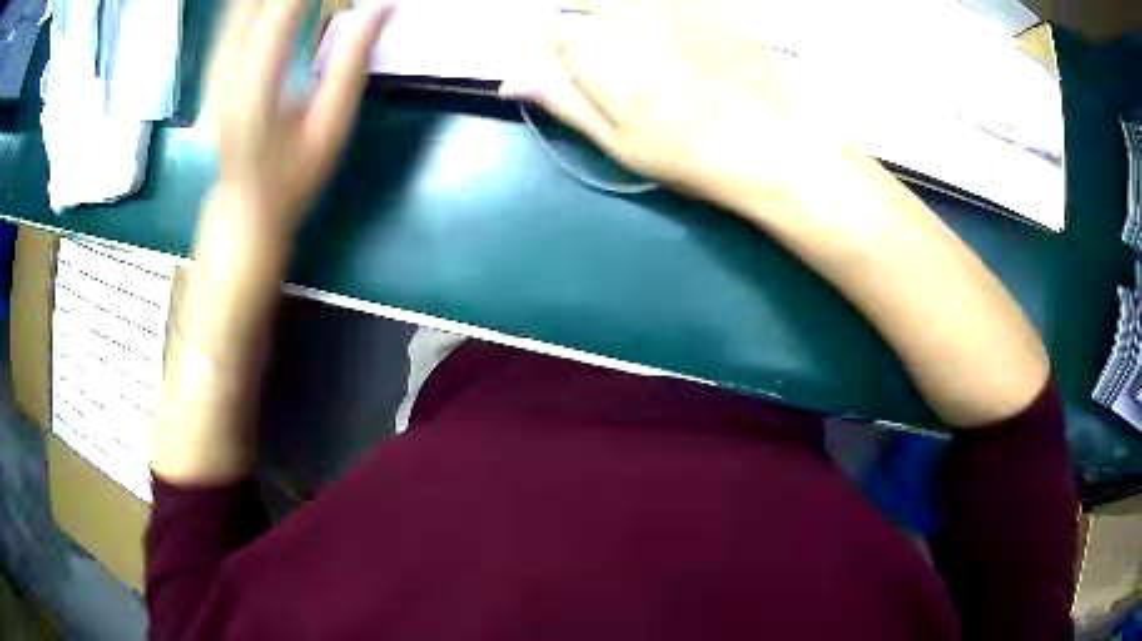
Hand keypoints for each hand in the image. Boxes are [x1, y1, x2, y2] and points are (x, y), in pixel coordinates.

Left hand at [204, 0, 392, 240]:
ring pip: (238, 6)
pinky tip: (278, 6)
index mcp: (256, 87)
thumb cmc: (291, 178)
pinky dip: (256, 4)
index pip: (284, 9)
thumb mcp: (330, 129)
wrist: (242, 211)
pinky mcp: (214, 68)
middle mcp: (227, 70)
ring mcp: (215, 68)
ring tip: (305, 2)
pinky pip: (233, 17)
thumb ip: (352, 65)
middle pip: (254, 3)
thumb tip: (384, 8)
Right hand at [501, 0, 832, 207]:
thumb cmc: (690, 155)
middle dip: (582, 8)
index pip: (550, 24)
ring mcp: (679, 6)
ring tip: (627, 28)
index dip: (542, 24)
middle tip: (590, 25)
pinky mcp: (718, 4)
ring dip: (616, 7)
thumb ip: (564, 100)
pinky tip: (663, 22)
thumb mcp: (619, 142)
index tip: (544, 28)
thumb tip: (510, 79)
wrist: (773, 149)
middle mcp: (635, 18)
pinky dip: (665, 6)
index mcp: (604, 57)